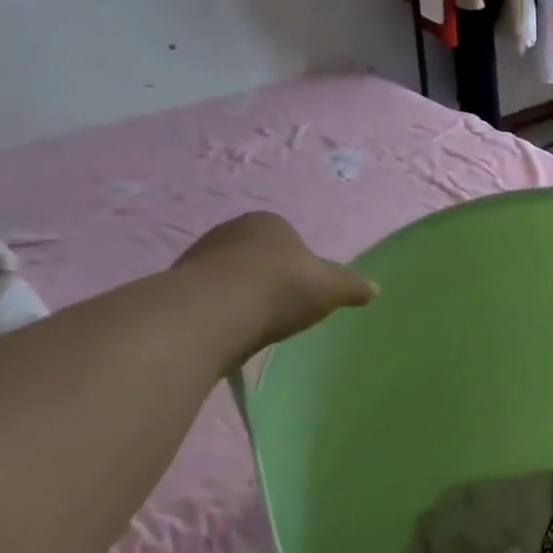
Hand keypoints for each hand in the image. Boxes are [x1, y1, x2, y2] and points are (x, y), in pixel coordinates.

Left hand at [173, 212, 375, 349]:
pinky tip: (231, 330)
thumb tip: (376, 289)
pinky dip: (220, 311)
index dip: (300, 264)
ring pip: (230, 276)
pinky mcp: (176, 285)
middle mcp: (230, 230)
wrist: (214, 312)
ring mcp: (198, 255)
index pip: (289, 238)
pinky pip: (208, 297)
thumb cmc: (280, 289)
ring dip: (242, 295)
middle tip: (283, 307)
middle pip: (257, 256)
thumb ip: (353, 287)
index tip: (305, 290)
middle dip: (268, 278)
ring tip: (256, 324)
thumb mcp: (331, 289)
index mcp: (269, 222)